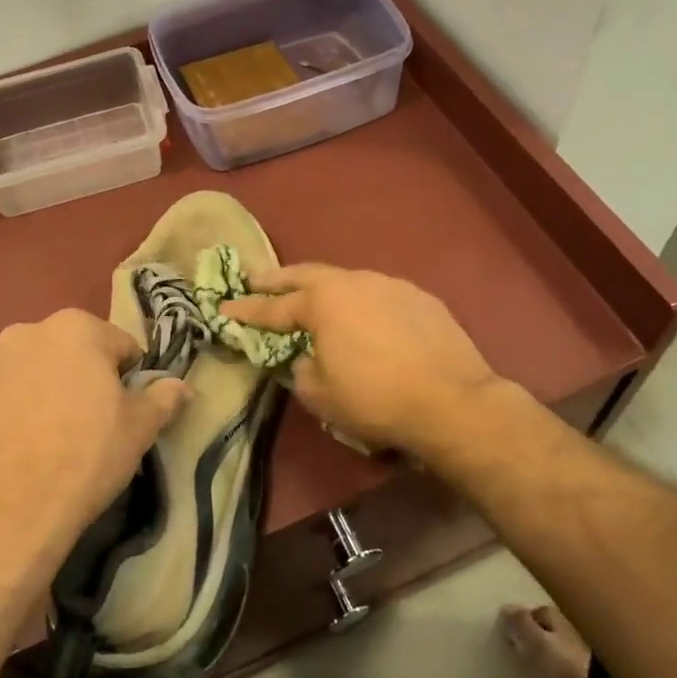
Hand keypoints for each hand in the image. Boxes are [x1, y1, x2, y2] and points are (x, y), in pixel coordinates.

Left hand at [0, 309, 188, 586]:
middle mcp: (29, 330)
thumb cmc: (86, 457)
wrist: (7, 514)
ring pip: (40, 369)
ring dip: (52, 388)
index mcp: (76, 327)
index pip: (121, 345)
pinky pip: (9, 391)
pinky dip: (21, 405)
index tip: (126, 411)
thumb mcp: (140, 428)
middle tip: (95, 423)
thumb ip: (165, 397)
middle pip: (75, 351)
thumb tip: (183, 386)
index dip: (130, 378)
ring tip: (57, 435)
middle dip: (88, 377)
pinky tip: (27, 443)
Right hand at [221, 265, 504, 458]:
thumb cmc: (375, 399)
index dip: (246, 310)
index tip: (224, 308)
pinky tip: (366, 318)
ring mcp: (391, 285)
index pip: (274, 307)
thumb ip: (302, 370)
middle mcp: (355, 282)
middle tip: (256, 280)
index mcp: (323, 303)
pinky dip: (362, 303)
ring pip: (347, 281)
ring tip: (314, 298)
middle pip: (307, 275)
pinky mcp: (421, 298)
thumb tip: (305, 358)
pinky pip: (380, 295)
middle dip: (278, 279)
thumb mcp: (321, 396)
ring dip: (325, 288)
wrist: (453, 402)